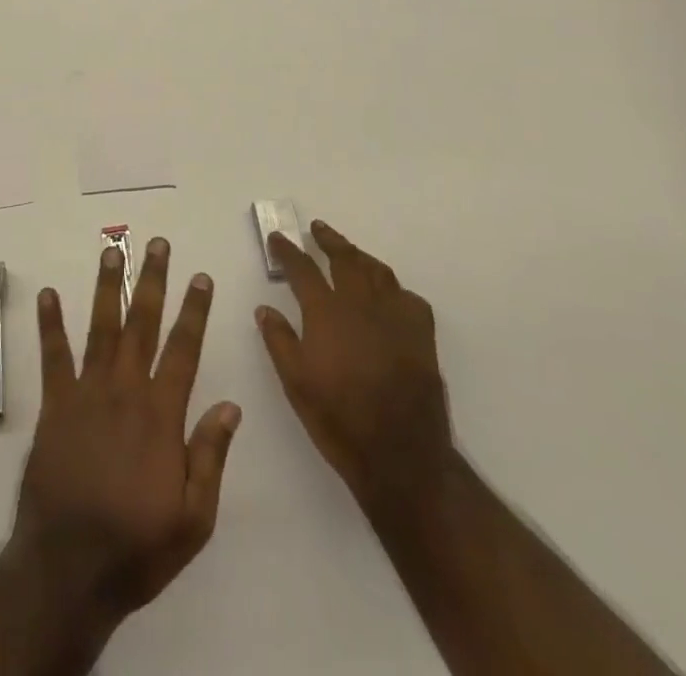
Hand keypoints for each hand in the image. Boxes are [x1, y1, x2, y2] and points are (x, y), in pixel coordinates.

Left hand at [10, 238, 241, 624]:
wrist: (67, 571)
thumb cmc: (136, 547)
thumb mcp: (193, 519)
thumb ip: (210, 457)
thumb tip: (230, 405)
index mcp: (160, 415)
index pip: (183, 350)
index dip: (194, 311)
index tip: (200, 277)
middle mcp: (124, 391)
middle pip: (142, 324)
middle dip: (152, 281)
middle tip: (157, 244)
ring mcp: (86, 394)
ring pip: (101, 328)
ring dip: (108, 287)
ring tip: (112, 251)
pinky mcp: (55, 406)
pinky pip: (53, 357)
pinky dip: (51, 324)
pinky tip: (48, 294)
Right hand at [257, 221, 452, 508]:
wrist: (402, 455)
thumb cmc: (339, 420)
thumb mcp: (296, 384)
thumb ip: (279, 341)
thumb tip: (265, 308)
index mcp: (327, 313)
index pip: (303, 269)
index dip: (288, 251)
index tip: (279, 238)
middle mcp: (361, 304)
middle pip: (345, 258)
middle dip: (328, 240)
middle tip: (317, 229)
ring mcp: (395, 316)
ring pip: (377, 271)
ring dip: (360, 256)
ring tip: (350, 251)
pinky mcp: (421, 334)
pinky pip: (407, 297)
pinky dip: (393, 288)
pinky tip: (388, 294)